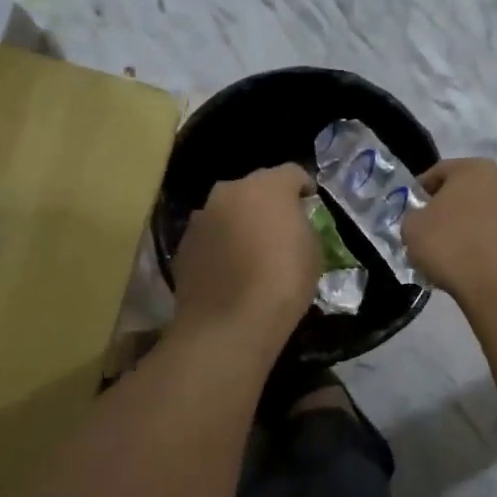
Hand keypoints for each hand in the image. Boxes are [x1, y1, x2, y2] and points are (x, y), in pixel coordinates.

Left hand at [172, 164, 320, 344]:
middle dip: (266, 203)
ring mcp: (201, 218)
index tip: (309, 204)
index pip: (291, 172)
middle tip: (279, 228)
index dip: (303, 187)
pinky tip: (229, 271)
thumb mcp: (312, 250)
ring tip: (251, 251)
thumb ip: (301, 225)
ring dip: (239, 223)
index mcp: (267, 186)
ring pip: (226, 211)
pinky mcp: (183, 245)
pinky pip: (209, 237)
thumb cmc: (283, 281)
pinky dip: (220, 246)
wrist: (230, 323)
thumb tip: (291, 223)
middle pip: (253, 188)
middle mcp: (229, 191)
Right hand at [402, 158, 496, 306]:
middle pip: (464, 191)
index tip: (410, 211)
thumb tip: (423, 219)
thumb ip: (413, 216)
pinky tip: (470, 262)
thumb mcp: (412, 228)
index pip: (438, 172)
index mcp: (474, 168)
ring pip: (482, 212)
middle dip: (446, 207)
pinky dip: (483, 242)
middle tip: (429, 230)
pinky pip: (496, 233)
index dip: (420, 191)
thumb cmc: (450, 246)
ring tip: (450, 250)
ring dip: (466, 225)